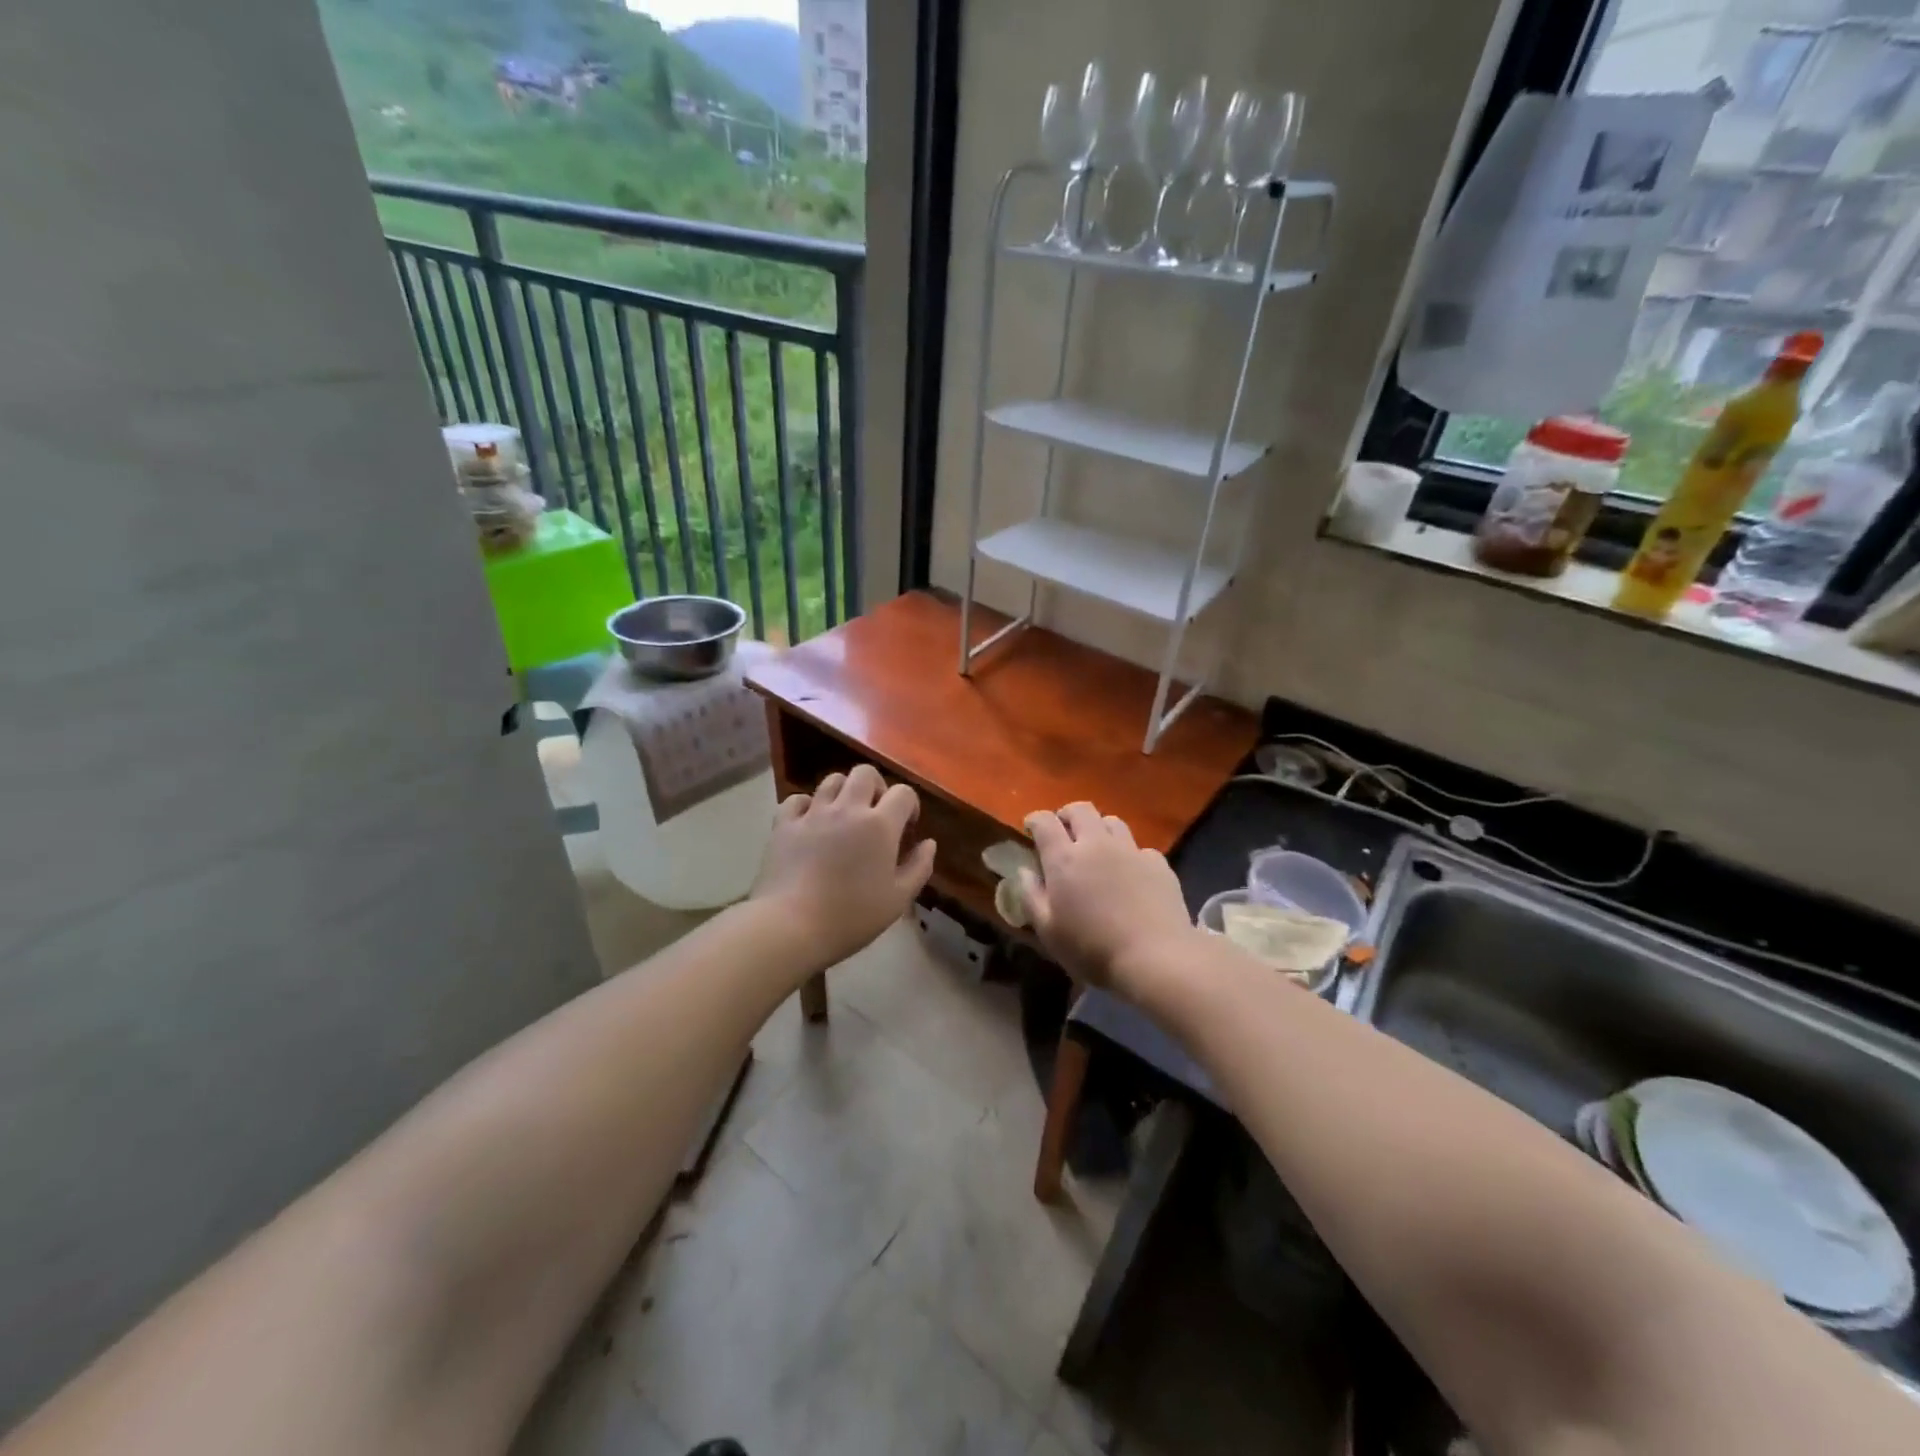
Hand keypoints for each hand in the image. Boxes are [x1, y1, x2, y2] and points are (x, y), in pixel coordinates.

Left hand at [751, 764, 936, 972]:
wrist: (790, 926)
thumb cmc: (851, 916)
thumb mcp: (898, 899)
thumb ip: (919, 867)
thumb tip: (929, 843)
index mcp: (880, 825)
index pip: (903, 792)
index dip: (910, 805)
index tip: (907, 828)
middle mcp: (847, 809)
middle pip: (865, 773)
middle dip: (876, 787)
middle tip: (876, 814)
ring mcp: (813, 814)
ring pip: (832, 780)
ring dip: (844, 792)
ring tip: (844, 816)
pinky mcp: (784, 824)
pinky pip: (797, 800)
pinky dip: (807, 806)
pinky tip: (810, 824)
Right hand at [1020, 803, 1197, 998]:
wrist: (1155, 958)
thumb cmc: (1092, 949)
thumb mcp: (1048, 931)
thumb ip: (1031, 896)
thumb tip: (1025, 871)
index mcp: (1064, 859)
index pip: (1044, 821)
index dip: (1035, 820)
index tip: (1031, 828)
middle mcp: (1097, 844)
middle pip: (1081, 809)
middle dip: (1067, 815)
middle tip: (1064, 832)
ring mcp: (1131, 851)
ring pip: (1112, 821)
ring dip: (1099, 829)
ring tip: (1097, 848)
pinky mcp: (1159, 864)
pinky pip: (1140, 847)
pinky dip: (1129, 854)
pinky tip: (1131, 874)